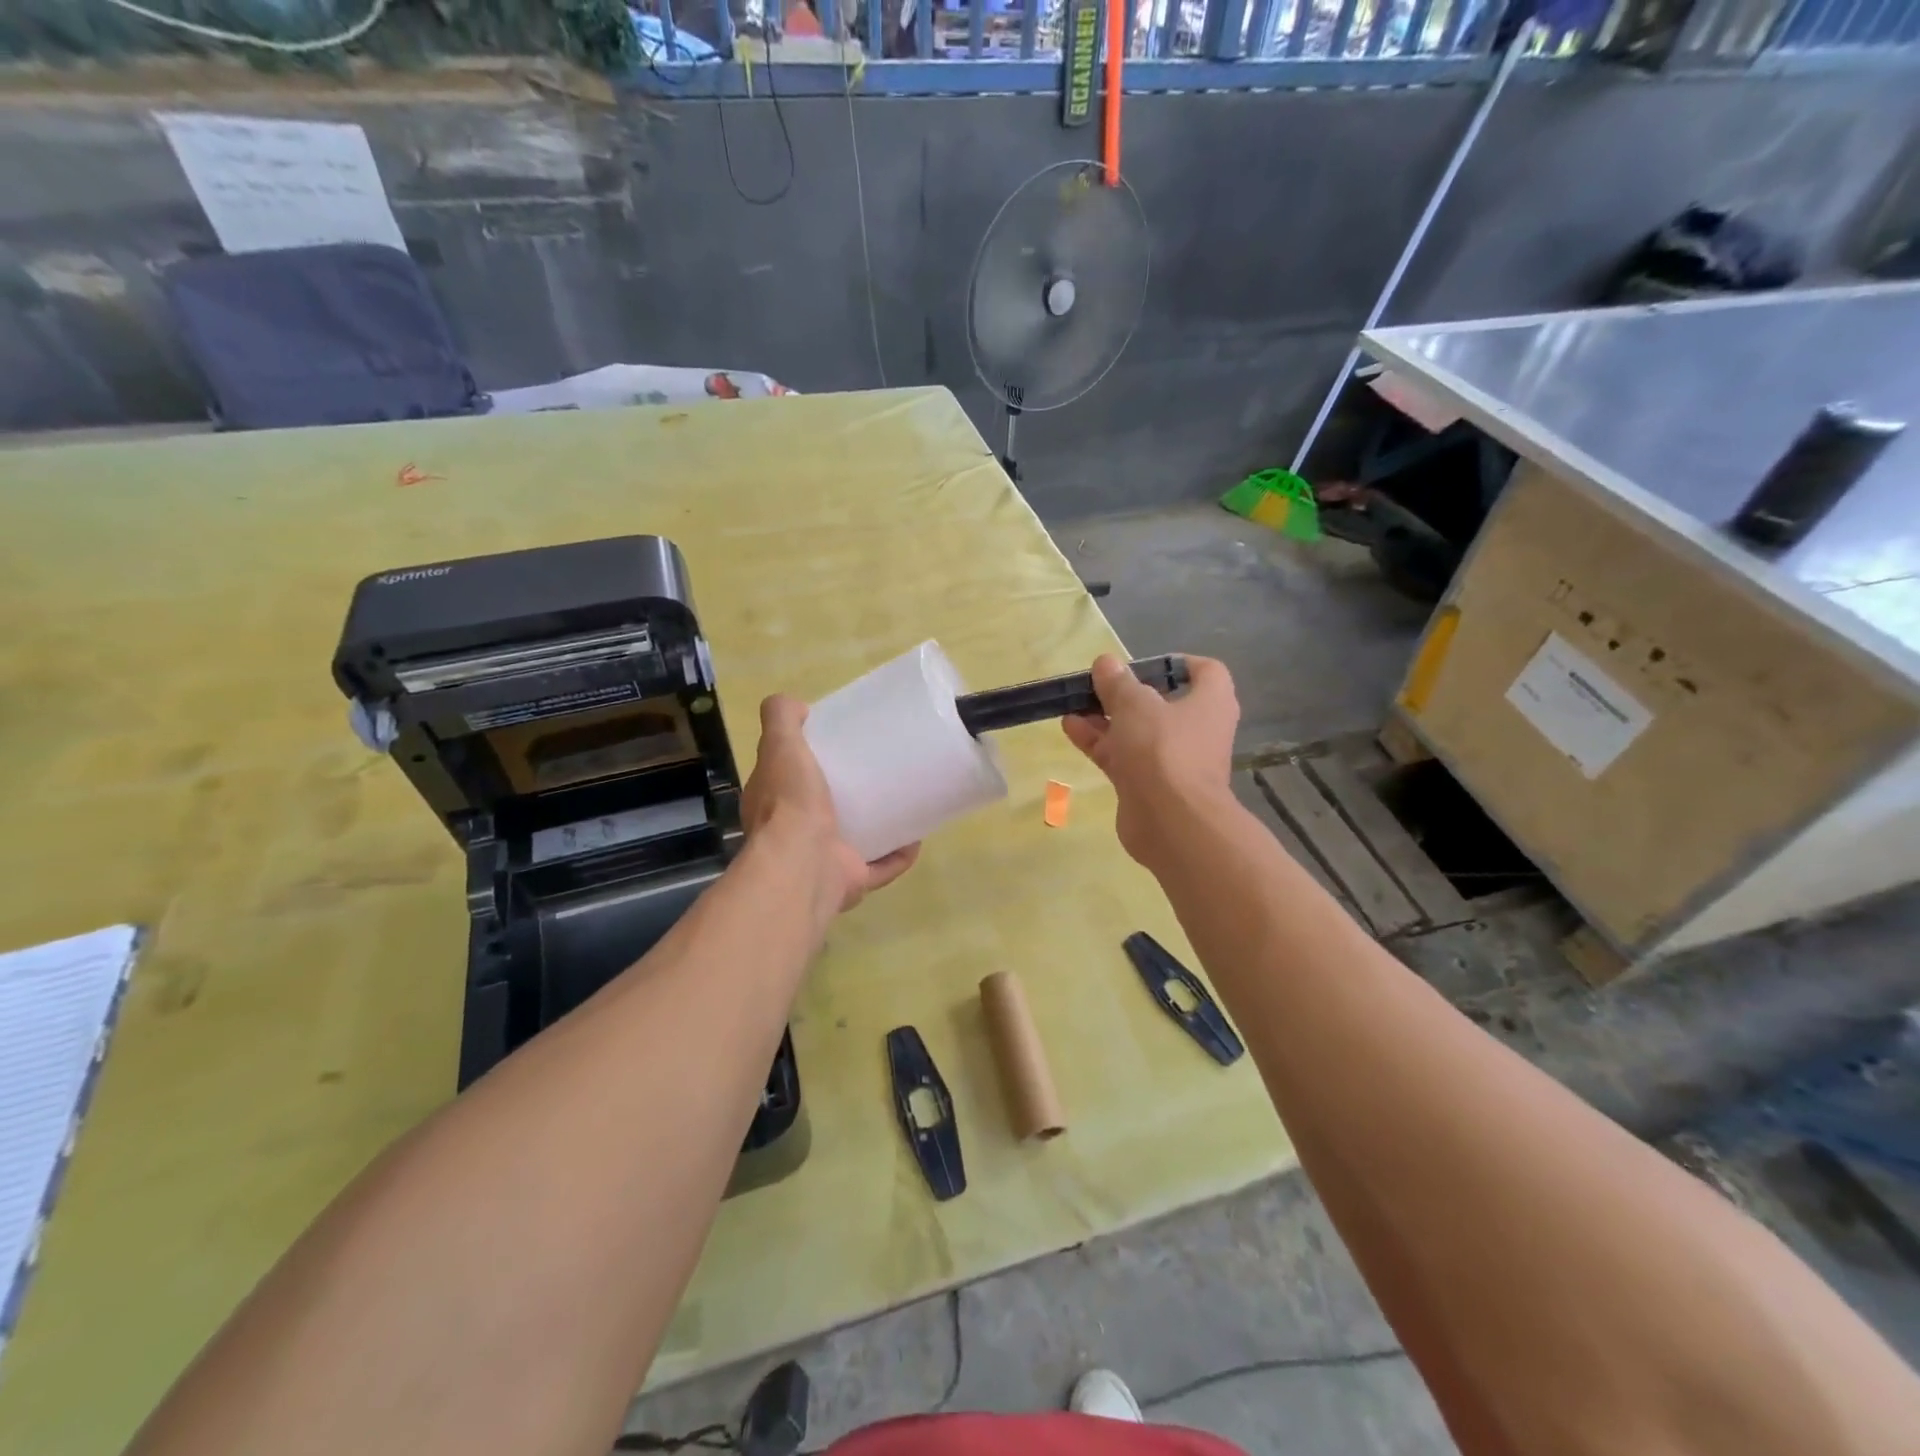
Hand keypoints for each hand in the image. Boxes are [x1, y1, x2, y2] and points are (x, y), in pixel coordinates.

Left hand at [741, 694, 919, 914]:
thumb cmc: (790, 803)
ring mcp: (823, 860)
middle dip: (848, 791)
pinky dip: (899, 855)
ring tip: (903, 798)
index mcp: (774, 804)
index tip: (840, 743)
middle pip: (824, 807)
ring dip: (877, 824)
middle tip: (879, 767)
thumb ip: (782, 719)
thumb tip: (799, 705)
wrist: (803, 867)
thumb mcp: (780, 746)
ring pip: (853, 839)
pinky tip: (917, 837)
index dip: (809, 759)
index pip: (788, 777)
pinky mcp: (851, 880)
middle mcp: (794, 834)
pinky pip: (881, 867)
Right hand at [1062, 654, 1238, 865]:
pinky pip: (1122, 755)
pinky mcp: (1148, 784)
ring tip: (1073, 704)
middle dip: (1126, 693)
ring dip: (1106, 717)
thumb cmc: (1163, 749)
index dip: (1174, 663)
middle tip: (1096, 685)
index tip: (1140, 665)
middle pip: (1161, 701)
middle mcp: (1196, 728)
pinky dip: (1099, 741)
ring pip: (1136, 730)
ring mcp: (1171, 759)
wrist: (1171, 822)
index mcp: (1210, 701)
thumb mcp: (1135, 704)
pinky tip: (1070, 727)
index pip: (1204, 671)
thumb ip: (1118, 682)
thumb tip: (1106, 663)